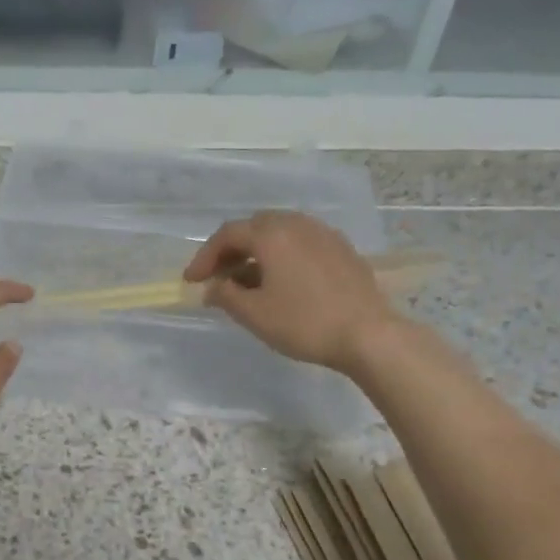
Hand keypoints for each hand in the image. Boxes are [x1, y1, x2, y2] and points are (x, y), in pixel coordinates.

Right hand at [184, 211, 400, 373]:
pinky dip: (281, 256)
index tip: (191, 281)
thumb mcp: (254, 314)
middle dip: (230, 250)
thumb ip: (226, 296)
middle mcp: (297, 225)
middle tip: (217, 277)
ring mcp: (323, 234)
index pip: (228, 235)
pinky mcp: (342, 250)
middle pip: (254, 227)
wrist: (368, 334)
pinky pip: (301, 243)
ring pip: (279, 233)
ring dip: (256, 252)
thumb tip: (213, 287)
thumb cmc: (304, 323)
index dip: (204, 257)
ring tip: (246, 281)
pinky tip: (281, 282)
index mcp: (272, 235)